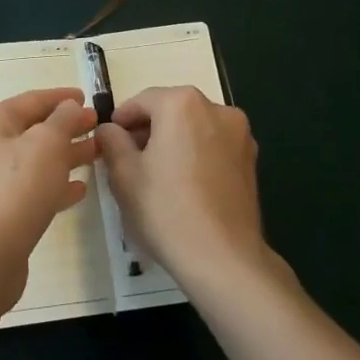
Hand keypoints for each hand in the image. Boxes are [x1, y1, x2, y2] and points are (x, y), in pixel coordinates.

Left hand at [0, 88, 97, 311]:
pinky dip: (55, 186)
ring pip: (35, 161)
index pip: (32, 100)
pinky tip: (79, 190)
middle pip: (33, 131)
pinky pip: (32, 190)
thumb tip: (69, 106)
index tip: (88, 98)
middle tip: (100, 128)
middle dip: (67, 128)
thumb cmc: (16, 189)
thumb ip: (63, 120)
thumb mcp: (47, 144)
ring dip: (66, 157)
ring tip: (97, 156)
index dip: (61, 97)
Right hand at [95, 87, 279, 299]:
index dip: (121, 119)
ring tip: (155, 175)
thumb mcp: (124, 174)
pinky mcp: (251, 161)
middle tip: (127, 159)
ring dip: (173, 142)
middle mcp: (217, 109)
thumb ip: (112, 141)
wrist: (223, 258)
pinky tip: (183, 186)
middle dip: (148, 130)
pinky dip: (195, 156)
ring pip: (194, 129)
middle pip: (172, 111)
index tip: (108, 140)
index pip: (143, 101)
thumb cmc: (166, 209)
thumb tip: (109, 129)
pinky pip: (213, 147)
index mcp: (183, 104)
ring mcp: (240, 135)